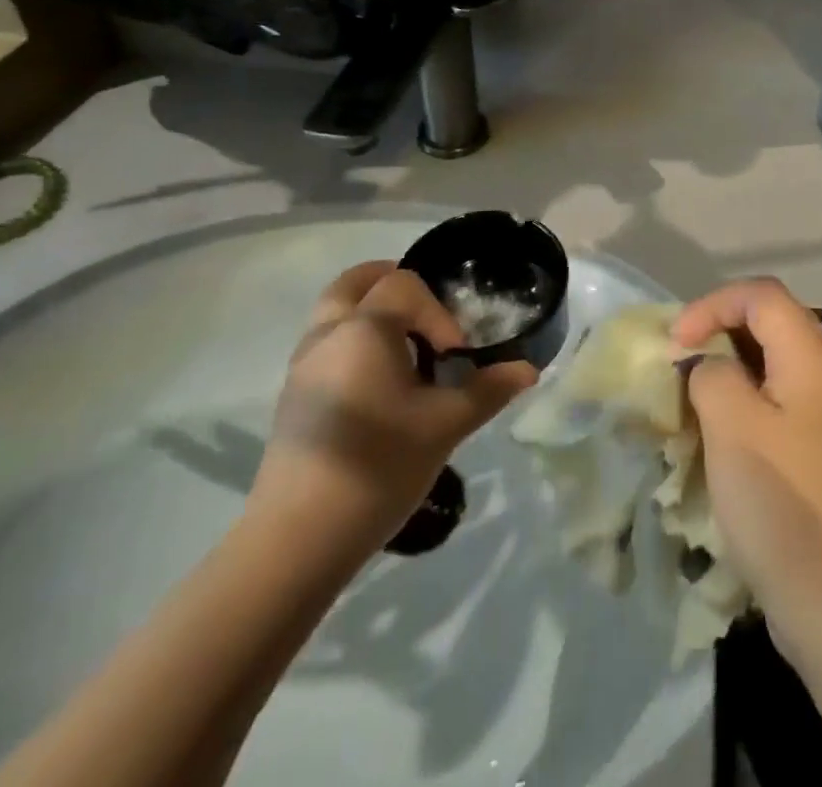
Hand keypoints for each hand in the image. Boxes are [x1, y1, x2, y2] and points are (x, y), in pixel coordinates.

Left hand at [247, 262, 536, 563]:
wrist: (296, 540)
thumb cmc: (379, 466)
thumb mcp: (445, 426)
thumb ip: (488, 390)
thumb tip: (528, 370)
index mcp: (364, 328)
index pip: (405, 286)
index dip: (438, 313)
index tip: (454, 357)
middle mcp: (327, 334)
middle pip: (354, 282)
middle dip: (392, 285)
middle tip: (425, 314)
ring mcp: (303, 366)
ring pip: (335, 313)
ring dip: (370, 314)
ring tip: (405, 353)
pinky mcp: (293, 398)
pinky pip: (325, 345)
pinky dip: (353, 342)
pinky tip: (377, 388)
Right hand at [672, 279, 821, 669]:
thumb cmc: (783, 503)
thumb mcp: (732, 426)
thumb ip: (713, 375)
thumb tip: (711, 367)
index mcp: (812, 360)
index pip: (762, 295)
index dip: (713, 304)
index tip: (676, 342)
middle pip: (773, 322)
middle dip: (722, 329)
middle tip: (683, 358)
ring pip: (775, 365)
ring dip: (731, 368)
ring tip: (694, 393)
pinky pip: (780, 404)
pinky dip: (746, 403)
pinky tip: (720, 434)